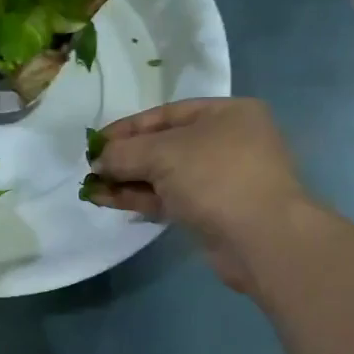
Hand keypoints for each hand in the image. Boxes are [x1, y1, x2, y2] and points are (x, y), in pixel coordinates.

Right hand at [87, 98, 315, 290]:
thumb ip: (125, 153)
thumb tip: (98, 161)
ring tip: (91, 189)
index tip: (94, 142)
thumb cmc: (216, 177)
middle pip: (164, 145)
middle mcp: (227, 142)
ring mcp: (222, 180)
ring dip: (128, 181)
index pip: (166, 114)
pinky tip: (109, 201)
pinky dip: (141, 199)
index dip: (127, 128)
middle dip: (125, 158)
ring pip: (165, 176)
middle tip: (91, 169)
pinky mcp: (213, 212)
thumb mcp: (163, 153)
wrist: (262, 238)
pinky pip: (170, 198)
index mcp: (227, 114)